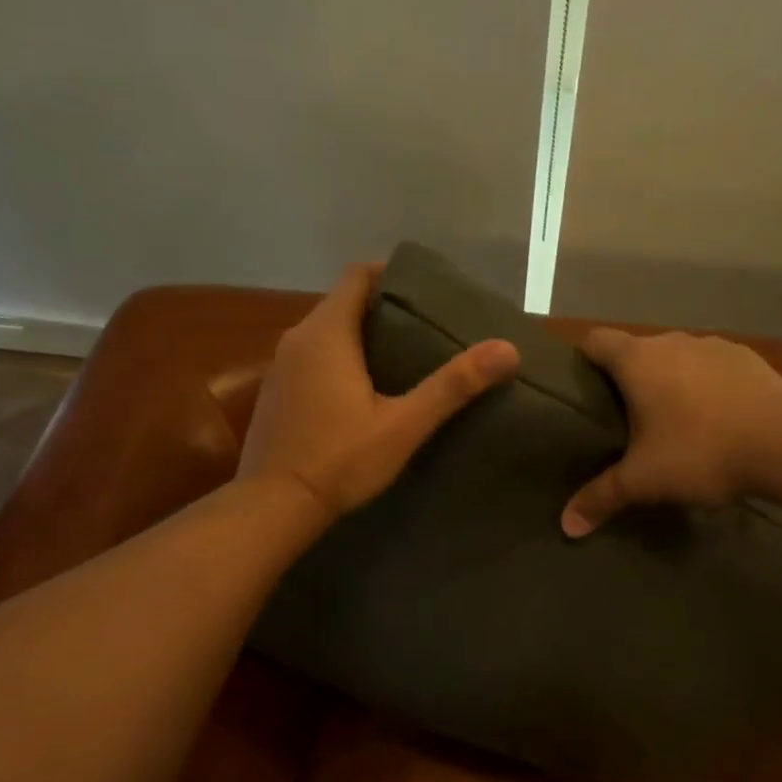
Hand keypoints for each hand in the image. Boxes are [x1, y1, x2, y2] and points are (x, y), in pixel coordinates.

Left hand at [239, 264, 519, 518]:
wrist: (273, 506)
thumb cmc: (340, 460)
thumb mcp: (404, 424)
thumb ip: (453, 385)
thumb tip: (507, 349)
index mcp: (327, 332)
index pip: (356, 275)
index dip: (390, 274)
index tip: (425, 290)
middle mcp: (297, 338)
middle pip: (342, 303)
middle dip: (382, 308)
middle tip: (424, 327)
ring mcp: (280, 366)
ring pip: (326, 333)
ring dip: (360, 336)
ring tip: (402, 357)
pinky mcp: (274, 393)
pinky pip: (311, 359)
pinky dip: (338, 360)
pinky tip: (362, 391)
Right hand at [561, 328, 781, 536]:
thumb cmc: (702, 453)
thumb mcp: (644, 481)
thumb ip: (601, 497)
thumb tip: (566, 526)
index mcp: (638, 360)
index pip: (594, 340)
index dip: (581, 359)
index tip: (580, 388)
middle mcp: (673, 341)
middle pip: (635, 351)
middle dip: (627, 379)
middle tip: (623, 419)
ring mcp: (715, 345)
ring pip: (677, 358)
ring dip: (669, 381)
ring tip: (673, 421)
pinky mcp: (748, 358)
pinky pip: (713, 367)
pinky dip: (706, 385)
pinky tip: (718, 418)